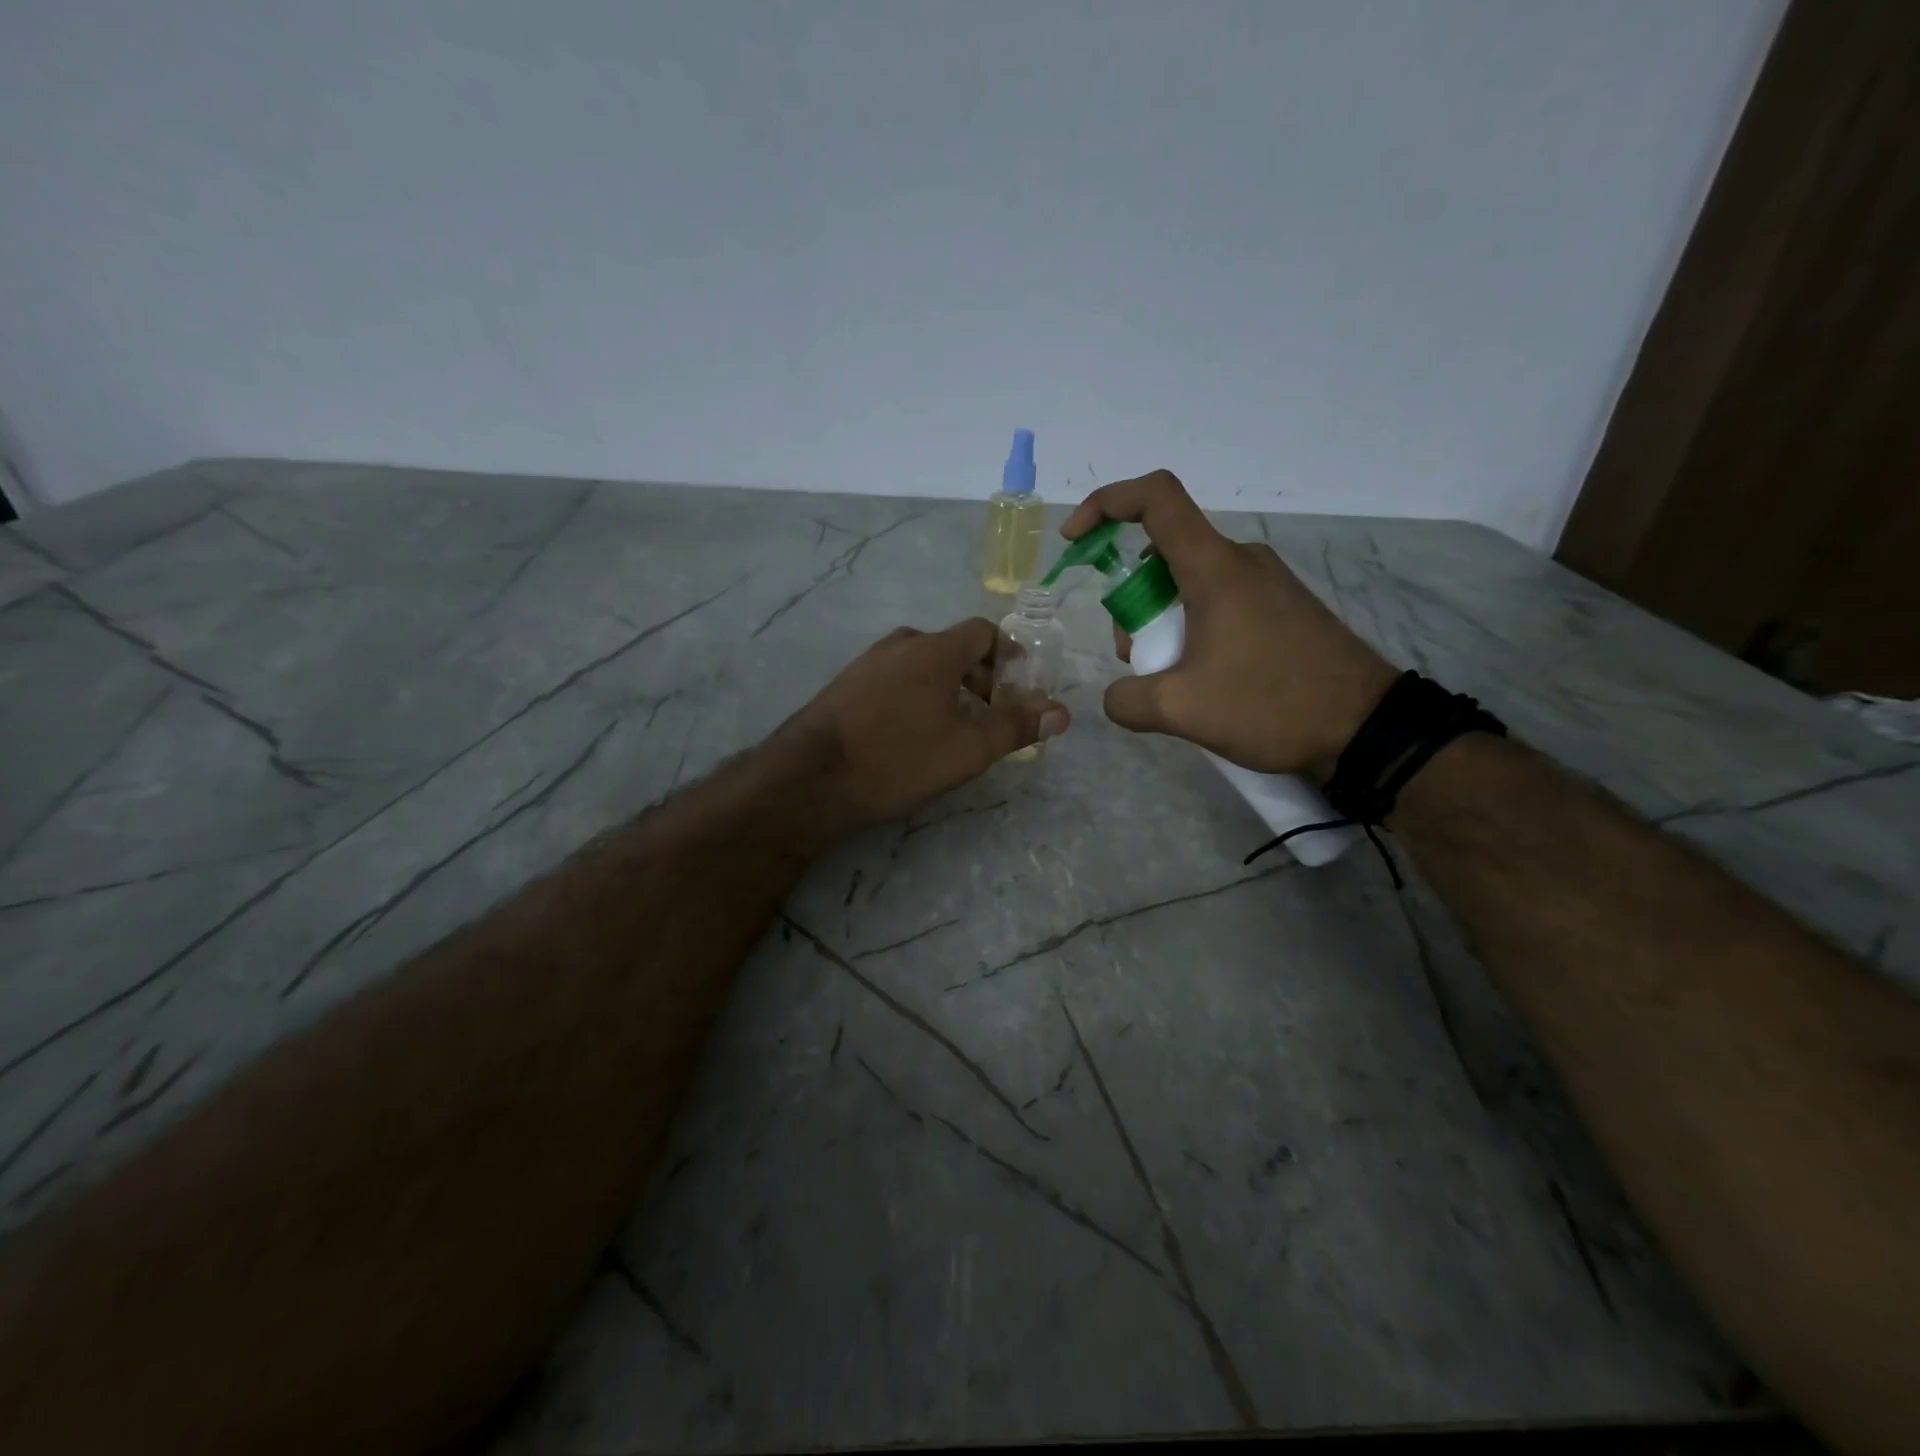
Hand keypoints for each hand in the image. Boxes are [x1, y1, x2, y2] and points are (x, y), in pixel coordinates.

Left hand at [785, 619, 1069, 827]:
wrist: (811, 778)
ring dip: (948, 686)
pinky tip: (911, 731)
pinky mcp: (846, 684)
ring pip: (922, 663)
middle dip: (981, 676)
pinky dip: (916, 693)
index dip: (1009, 655)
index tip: (1020, 687)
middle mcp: (901, 643)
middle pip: (953, 647)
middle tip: (992, 713)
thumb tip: (1061, 712)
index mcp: (935, 649)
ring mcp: (868, 661)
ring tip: (955, 726)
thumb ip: (1015, 727)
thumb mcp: (967, 750)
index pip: (984, 631)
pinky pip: (895, 677)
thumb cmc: (898, 759)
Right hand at [1061, 470, 1395, 777]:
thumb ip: (1127, 699)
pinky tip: (1204, 678)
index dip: (1106, 503)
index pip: (1155, 499)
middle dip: (1132, 601)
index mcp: (1214, 568)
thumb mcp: (1181, 709)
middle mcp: (1241, 561)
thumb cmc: (1270, 704)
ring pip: (1190, 582)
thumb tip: (1116, 696)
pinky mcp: (1283, 607)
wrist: (1366, 729)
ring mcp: (1267, 583)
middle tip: (1137, 657)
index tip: (1076, 540)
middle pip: (1163, 554)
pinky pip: (1219, 601)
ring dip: (1162, 621)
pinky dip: (1193, 628)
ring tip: (1172, 678)